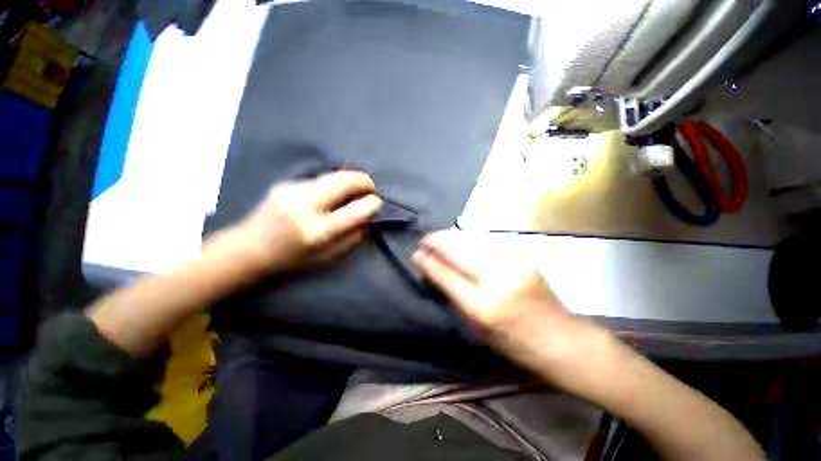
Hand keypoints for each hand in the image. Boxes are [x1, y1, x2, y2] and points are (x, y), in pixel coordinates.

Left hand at [229, 171, 381, 273]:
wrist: (250, 248)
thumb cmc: (292, 259)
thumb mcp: (327, 257)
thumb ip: (352, 237)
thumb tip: (368, 218)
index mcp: (315, 232)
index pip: (353, 212)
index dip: (371, 204)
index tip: (378, 203)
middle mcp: (303, 207)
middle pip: (342, 182)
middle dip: (364, 181)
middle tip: (371, 188)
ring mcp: (292, 191)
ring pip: (332, 176)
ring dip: (349, 181)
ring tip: (355, 189)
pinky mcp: (286, 183)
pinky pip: (319, 180)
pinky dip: (332, 185)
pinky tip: (331, 194)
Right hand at [413, 231, 594, 373]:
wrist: (558, 337)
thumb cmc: (512, 342)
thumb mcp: (475, 328)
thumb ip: (453, 297)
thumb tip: (434, 271)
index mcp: (482, 307)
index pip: (446, 275)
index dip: (429, 261)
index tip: (416, 252)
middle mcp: (497, 280)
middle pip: (458, 252)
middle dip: (437, 241)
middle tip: (425, 239)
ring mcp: (512, 263)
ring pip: (472, 240)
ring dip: (452, 237)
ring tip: (440, 237)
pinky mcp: (522, 255)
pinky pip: (488, 241)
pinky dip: (471, 238)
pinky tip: (462, 239)